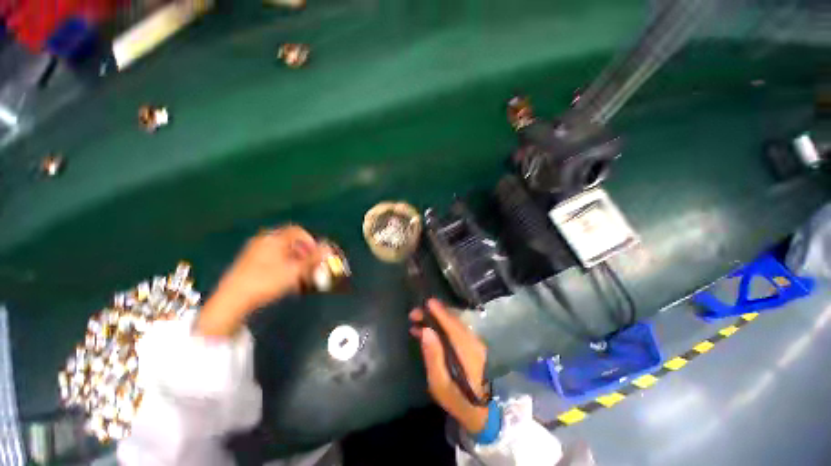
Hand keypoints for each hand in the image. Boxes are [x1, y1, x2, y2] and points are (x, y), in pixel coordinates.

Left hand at [196, 226, 321, 336]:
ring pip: (283, 252)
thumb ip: (313, 258)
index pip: (298, 231)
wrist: (232, 300)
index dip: (311, 241)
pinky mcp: (249, 264)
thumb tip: (329, 247)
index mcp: (274, 239)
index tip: (317, 255)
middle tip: (311, 267)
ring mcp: (255, 252)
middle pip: (291, 242)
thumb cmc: (266, 281)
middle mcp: (264, 241)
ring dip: (296, 262)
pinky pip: (273, 260)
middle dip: (305, 254)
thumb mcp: (294, 270)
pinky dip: (284, 267)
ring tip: (300, 277)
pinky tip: (286, 281)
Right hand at [409, 299, 488, 433]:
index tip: (426, 302)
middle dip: (433, 314)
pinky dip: (443, 326)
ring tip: (418, 321)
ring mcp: (475, 343)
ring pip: (454, 324)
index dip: (439, 312)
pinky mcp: (473, 346)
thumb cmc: (458, 400)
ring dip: (436, 319)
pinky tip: (430, 330)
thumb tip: (426, 331)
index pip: (451, 324)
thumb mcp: (440, 384)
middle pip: (452, 321)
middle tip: (414, 314)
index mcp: (467, 350)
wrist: (483, 412)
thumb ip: (433, 356)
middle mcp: (473, 342)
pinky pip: (456, 330)